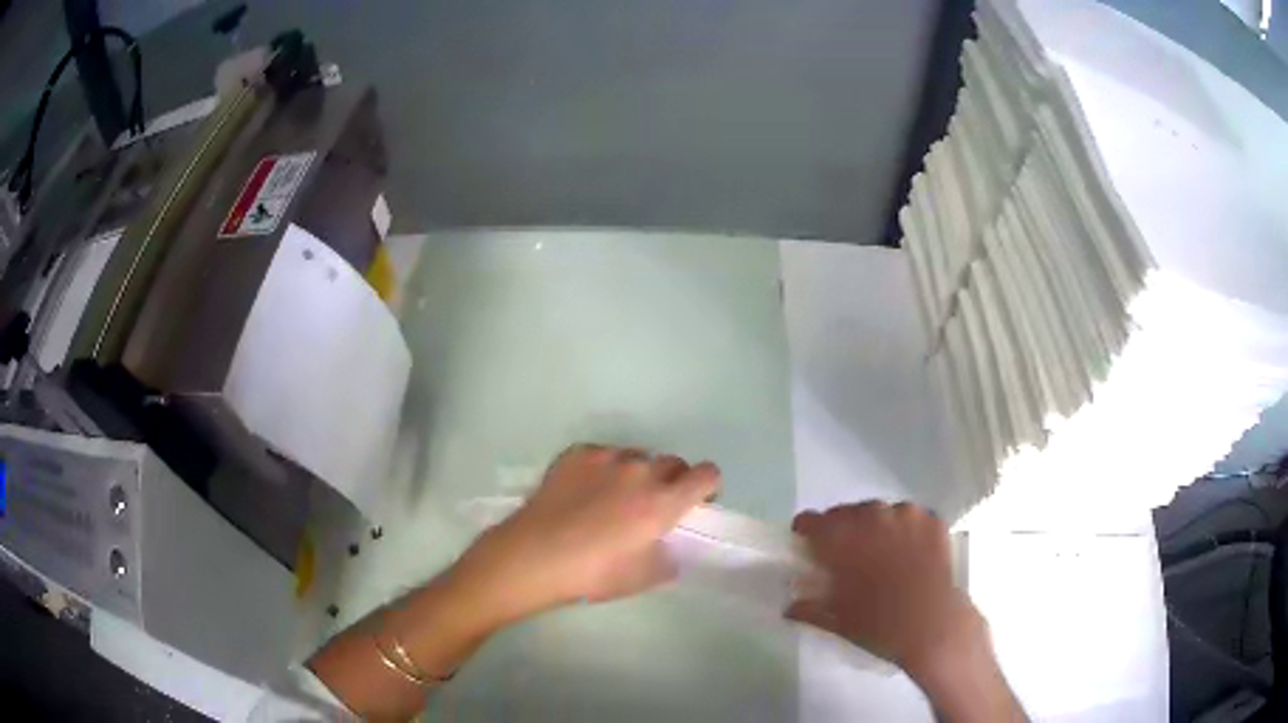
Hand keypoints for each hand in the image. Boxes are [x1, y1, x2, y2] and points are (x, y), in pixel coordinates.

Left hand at [452, 444, 721, 623]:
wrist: (533, 556)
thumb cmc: (592, 574)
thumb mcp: (642, 578)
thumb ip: (667, 558)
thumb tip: (669, 546)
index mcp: (663, 502)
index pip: (707, 474)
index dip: (707, 487)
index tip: (695, 502)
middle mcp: (641, 472)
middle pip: (673, 463)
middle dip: (672, 481)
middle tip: (651, 505)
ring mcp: (607, 458)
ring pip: (636, 457)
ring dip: (636, 474)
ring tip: (611, 498)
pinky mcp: (577, 454)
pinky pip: (603, 455)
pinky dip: (602, 469)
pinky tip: (583, 490)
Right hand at [786, 502, 983, 676]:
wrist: (932, 625)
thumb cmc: (878, 626)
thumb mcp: (836, 621)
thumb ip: (808, 608)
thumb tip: (789, 607)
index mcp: (841, 539)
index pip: (811, 520)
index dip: (806, 531)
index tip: (807, 545)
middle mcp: (871, 516)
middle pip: (846, 513)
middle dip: (842, 530)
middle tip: (847, 555)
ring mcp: (905, 514)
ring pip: (880, 512)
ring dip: (874, 527)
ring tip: (882, 552)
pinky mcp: (932, 519)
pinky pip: (910, 518)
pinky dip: (905, 530)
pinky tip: (909, 552)